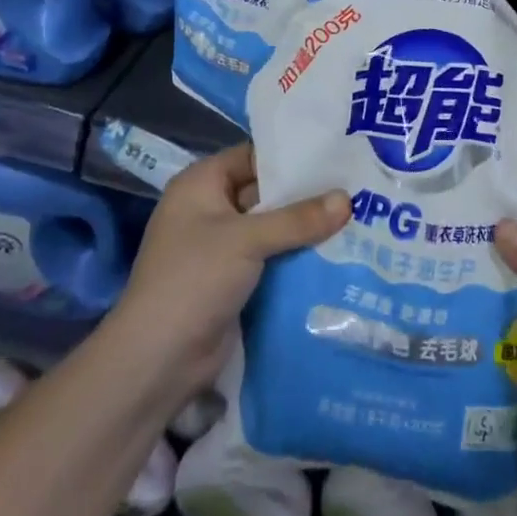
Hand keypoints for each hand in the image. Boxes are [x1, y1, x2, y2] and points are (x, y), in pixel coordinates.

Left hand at [113, 143, 349, 400]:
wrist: (157, 362)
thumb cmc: (193, 280)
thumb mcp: (247, 240)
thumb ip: (298, 218)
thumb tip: (348, 199)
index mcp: (201, 184)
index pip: (254, 156)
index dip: (292, 155)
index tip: (337, 153)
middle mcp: (211, 209)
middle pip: (267, 192)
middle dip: (307, 192)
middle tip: (357, 185)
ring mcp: (222, 247)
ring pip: (273, 227)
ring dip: (306, 227)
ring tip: (359, 214)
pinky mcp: (234, 280)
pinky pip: (273, 257)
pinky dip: (298, 255)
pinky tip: (339, 251)